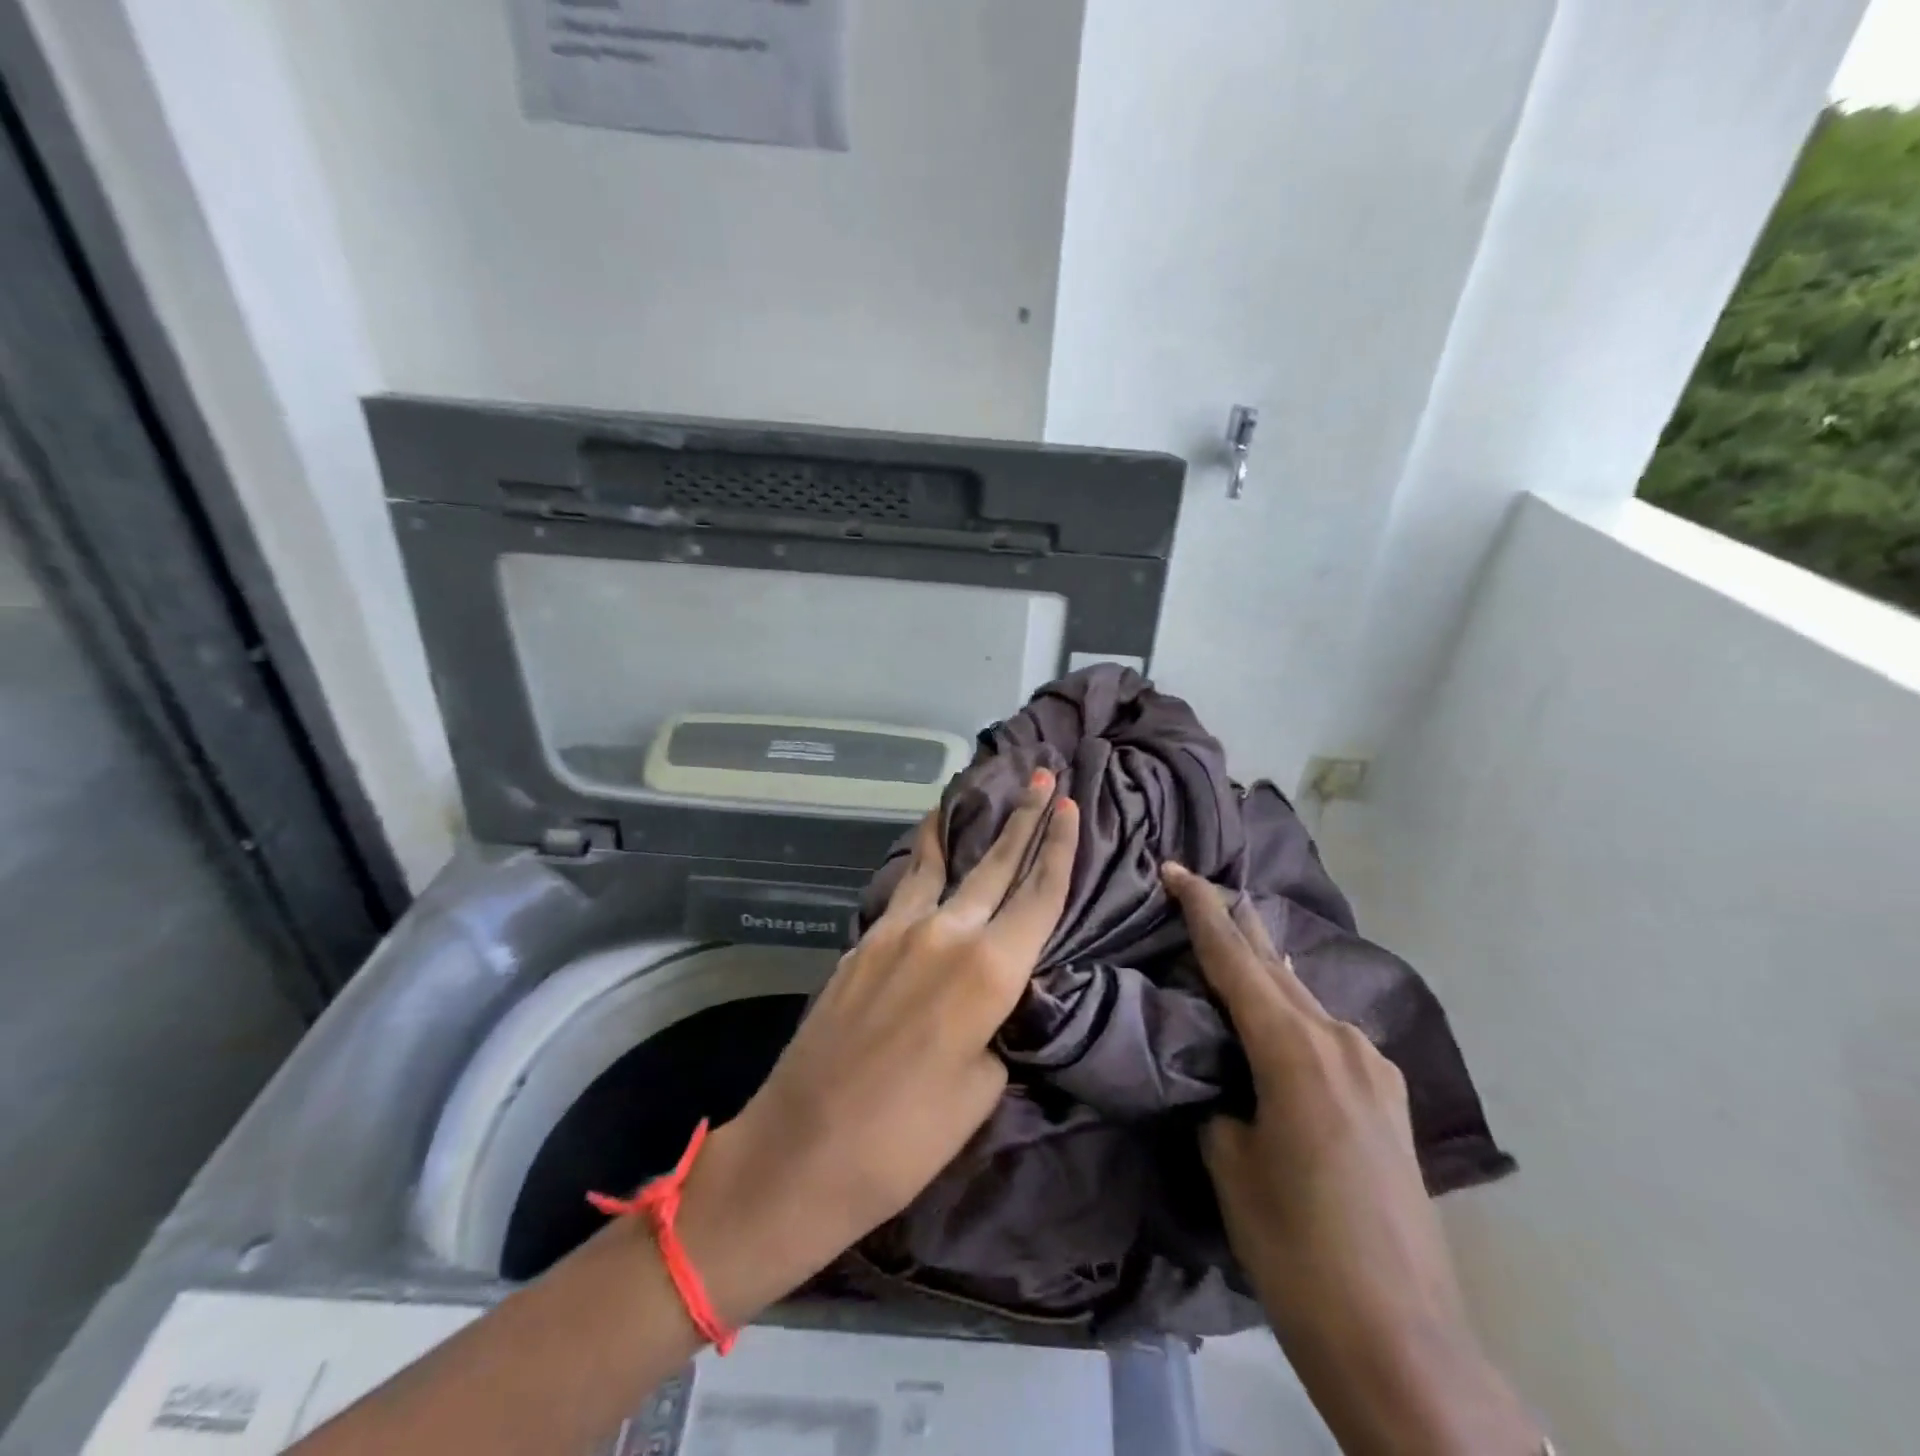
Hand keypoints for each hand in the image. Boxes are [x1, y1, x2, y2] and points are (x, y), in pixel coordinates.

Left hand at [678, 774, 1078, 1326]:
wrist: (803, 1148)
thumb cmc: (906, 1138)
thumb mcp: (982, 1088)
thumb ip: (996, 1026)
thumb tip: (991, 999)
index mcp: (990, 972)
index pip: (1039, 894)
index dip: (1060, 847)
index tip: (1071, 804)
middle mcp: (947, 934)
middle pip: (996, 864)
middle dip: (1025, 818)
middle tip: (1043, 777)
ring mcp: (898, 932)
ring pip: (941, 863)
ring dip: (964, 826)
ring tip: (976, 789)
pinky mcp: (863, 942)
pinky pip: (906, 888)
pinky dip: (922, 858)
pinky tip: (926, 848)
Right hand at [1162, 863, 1538, 1455]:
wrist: (1404, 1342)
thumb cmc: (1297, 1250)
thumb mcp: (1230, 1164)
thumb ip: (1218, 1100)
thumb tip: (1218, 1078)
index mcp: (1294, 1050)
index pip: (1234, 958)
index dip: (1201, 909)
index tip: (1175, 868)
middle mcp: (1340, 1041)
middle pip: (1273, 965)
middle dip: (1234, 924)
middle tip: (1198, 887)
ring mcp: (1372, 1068)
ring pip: (1302, 995)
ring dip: (1264, 965)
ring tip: (1234, 938)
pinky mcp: (1386, 1097)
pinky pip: (1325, 1029)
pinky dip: (1291, 1005)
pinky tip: (1281, 1009)